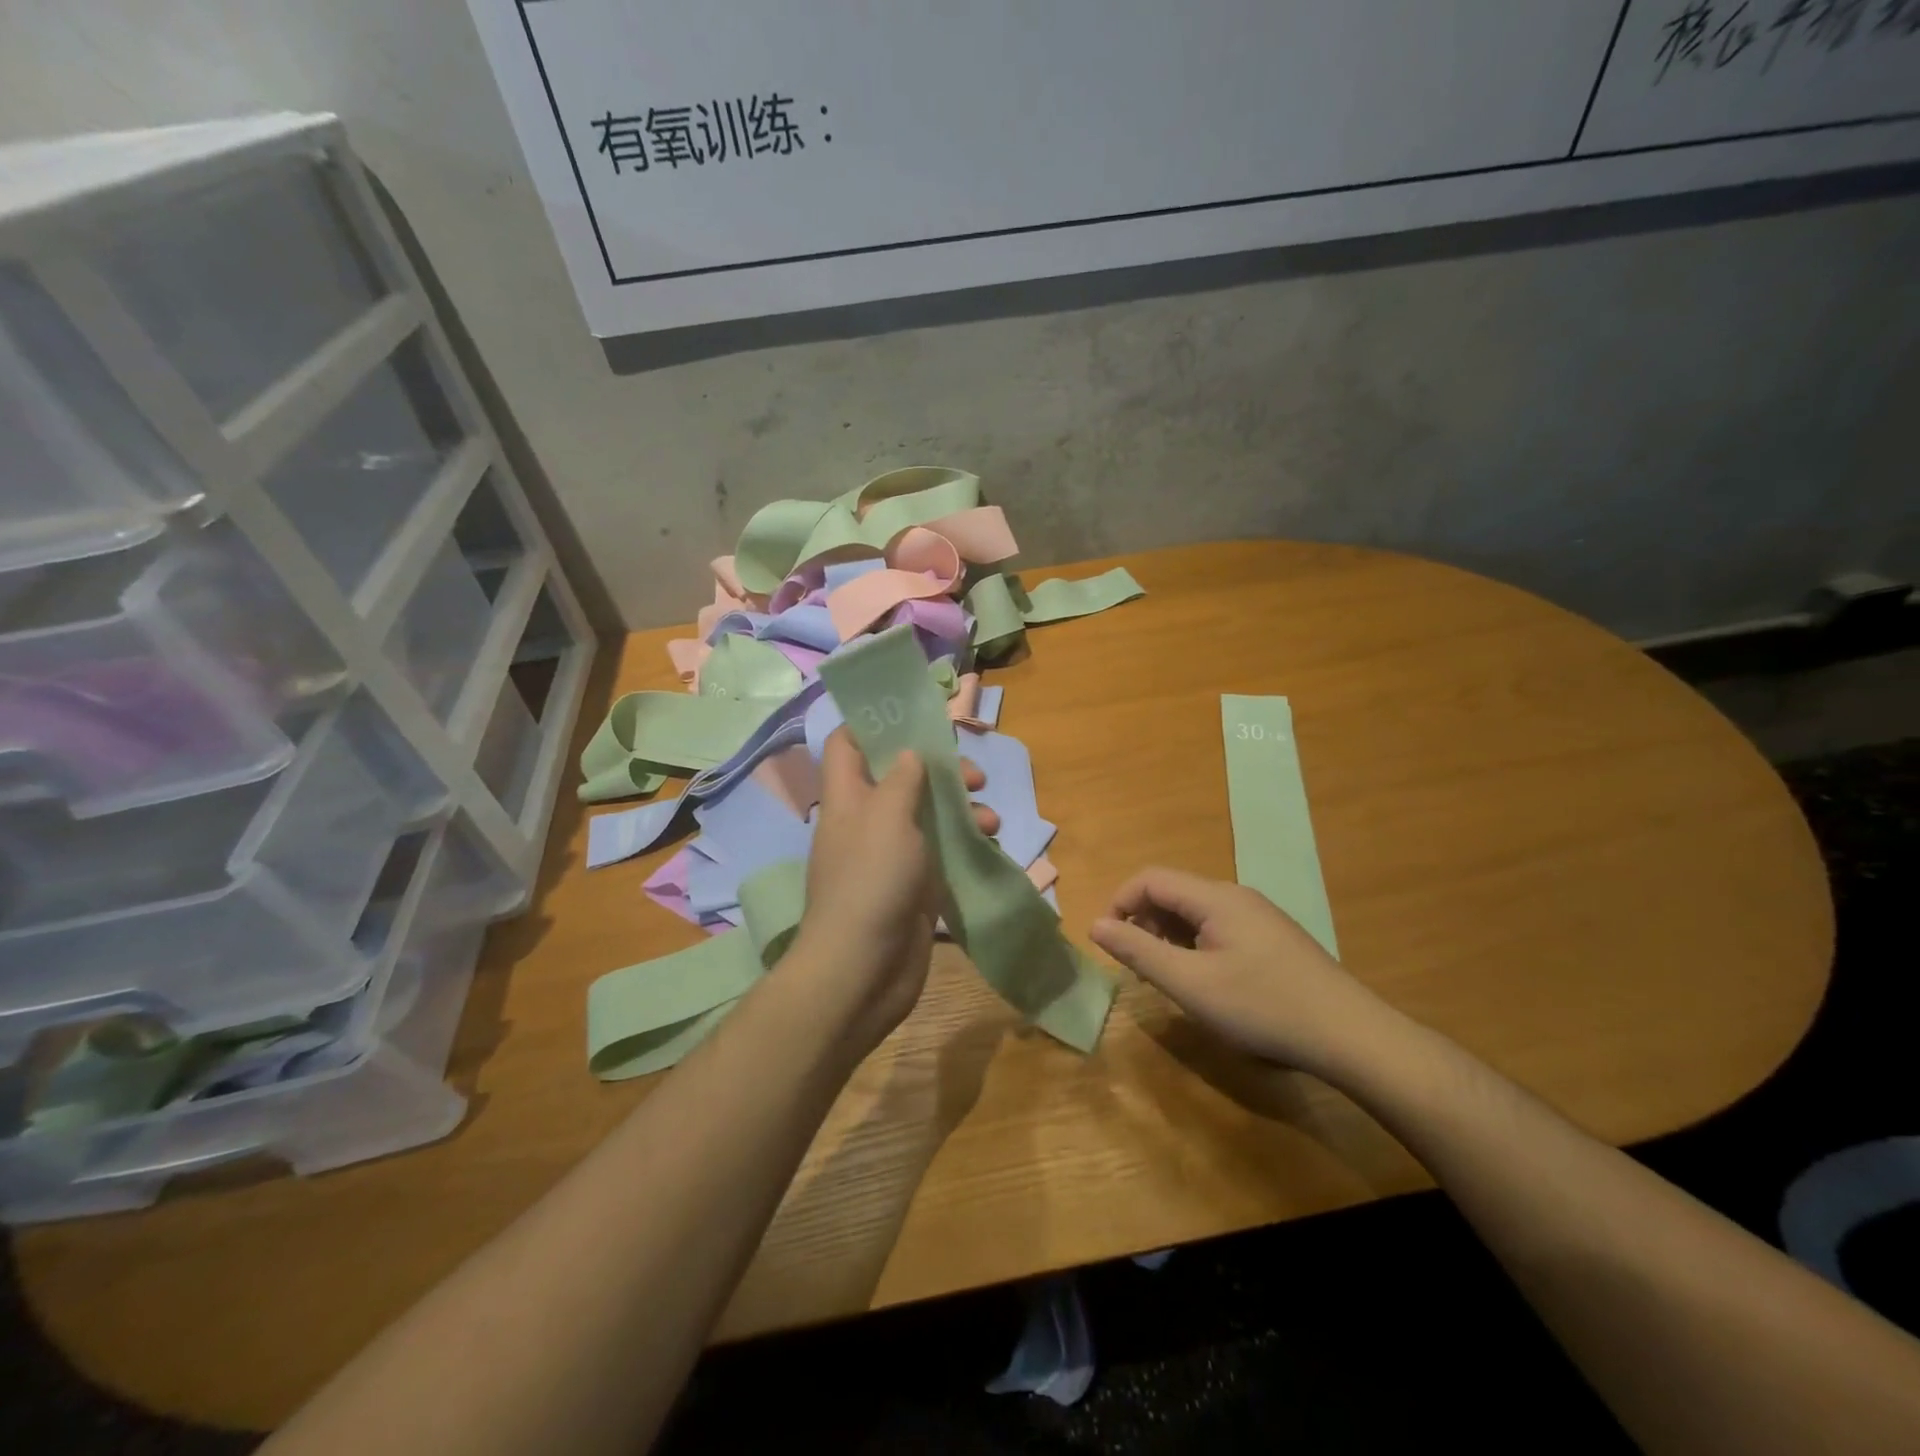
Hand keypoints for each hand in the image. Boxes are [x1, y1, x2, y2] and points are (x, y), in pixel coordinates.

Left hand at [786, 729, 993, 1059]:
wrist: (863, 970)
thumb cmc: (871, 881)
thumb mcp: (888, 817)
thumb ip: (903, 779)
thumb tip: (909, 753)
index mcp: (848, 797)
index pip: (847, 744)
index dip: (874, 724)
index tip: (914, 718)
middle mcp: (867, 820)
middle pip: (901, 777)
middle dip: (939, 770)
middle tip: (973, 776)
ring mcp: (891, 855)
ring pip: (928, 814)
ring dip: (961, 809)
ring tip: (990, 820)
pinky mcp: (914, 885)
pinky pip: (942, 851)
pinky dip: (965, 843)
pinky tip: (990, 846)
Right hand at [1089, 867, 1391, 1077]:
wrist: (1351, 1035)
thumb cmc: (1263, 1007)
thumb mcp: (1191, 984)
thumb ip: (1139, 951)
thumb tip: (1096, 925)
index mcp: (1215, 897)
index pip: (1150, 879)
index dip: (1120, 903)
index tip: (1108, 943)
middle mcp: (1236, 896)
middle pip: (1173, 893)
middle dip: (1143, 923)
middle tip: (1137, 968)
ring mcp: (1259, 916)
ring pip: (1196, 912)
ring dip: (1168, 937)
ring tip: (1166, 979)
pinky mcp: (1273, 938)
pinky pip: (1219, 927)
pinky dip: (1195, 945)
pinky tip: (1205, 982)